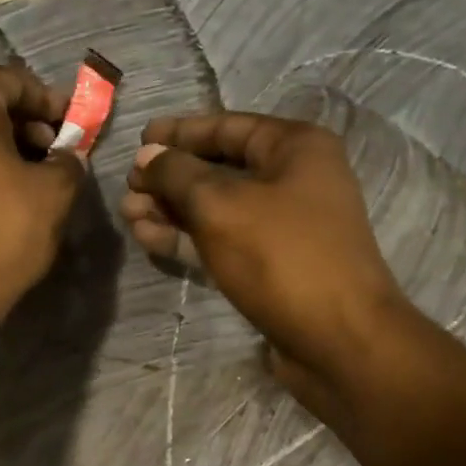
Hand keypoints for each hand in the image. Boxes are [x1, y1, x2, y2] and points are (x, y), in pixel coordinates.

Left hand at [0, 65, 84, 335]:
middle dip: (28, 125)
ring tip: (36, 177)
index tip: (75, 127)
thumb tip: (68, 158)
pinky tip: (4, 193)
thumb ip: (69, 161)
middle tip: (58, 154)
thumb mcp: (54, 191)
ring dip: (4, 146)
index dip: (52, 103)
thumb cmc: (1, 230)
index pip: (15, 81)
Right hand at [122, 113, 442, 422]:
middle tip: (127, 186)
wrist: (338, 339)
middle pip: (219, 168)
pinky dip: (187, 238)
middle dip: (170, 177)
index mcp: (295, 148)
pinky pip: (223, 240)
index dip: (179, 132)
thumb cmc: (281, 257)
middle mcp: (294, 180)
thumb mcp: (220, 205)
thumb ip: (177, 173)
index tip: (139, 138)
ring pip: (217, 208)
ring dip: (172, 209)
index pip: (227, 126)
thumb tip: (148, 153)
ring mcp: (284, 226)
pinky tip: (148, 237)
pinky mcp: (271, 265)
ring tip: (127, 213)